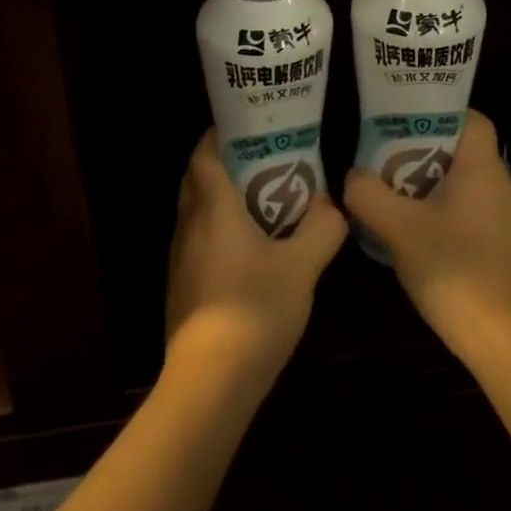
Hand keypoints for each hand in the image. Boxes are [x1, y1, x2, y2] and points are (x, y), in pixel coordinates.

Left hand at [165, 130, 347, 384]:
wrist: (210, 380)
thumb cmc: (255, 309)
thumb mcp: (302, 266)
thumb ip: (321, 229)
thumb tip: (331, 205)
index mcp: (212, 208)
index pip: (203, 154)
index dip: (220, 135)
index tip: (250, 129)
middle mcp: (188, 225)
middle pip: (197, 179)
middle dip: (225, 164)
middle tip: (264, 161)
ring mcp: (180, 258)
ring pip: (196, 212)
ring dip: (222, 199)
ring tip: (263, 200)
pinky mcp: (181, 286)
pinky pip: (198, 241)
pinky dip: (218, 230)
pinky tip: (249, 250)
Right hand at [344, 109, 510, 362]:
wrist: (510, 342)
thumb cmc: (455, 270)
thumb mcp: (398, 229)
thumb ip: (368, 195)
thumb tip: (353, 176)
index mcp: (484, 170)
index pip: (471, 119)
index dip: (439, 114)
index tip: (404, 125)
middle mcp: (506, 188)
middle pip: (464, 155)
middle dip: (425, 157)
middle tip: (388, 166)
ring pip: (470, 190)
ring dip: (437, 192)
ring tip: (400, 204)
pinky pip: (479, 220)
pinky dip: (453, 221)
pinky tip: (427, 245)